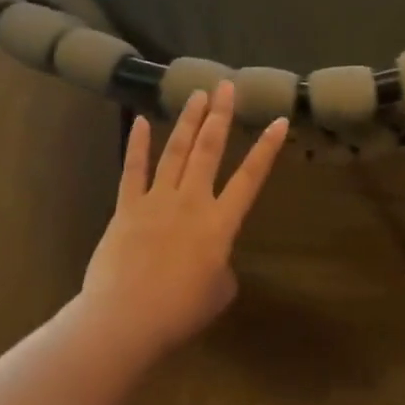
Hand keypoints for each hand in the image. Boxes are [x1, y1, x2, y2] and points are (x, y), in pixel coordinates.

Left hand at [79, 81, 285, 363]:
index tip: (278, 121)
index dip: (266, 149)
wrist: (127, 318)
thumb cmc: (181, 311)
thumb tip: (212, 257)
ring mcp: (156, 201)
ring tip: (197, 94)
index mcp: (221, 224)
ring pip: (175, 152)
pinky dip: (138, 145)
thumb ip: (222, 265)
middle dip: (220, 116)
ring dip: (188, 121)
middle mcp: (191, 202)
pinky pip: (132, 170)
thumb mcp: (219, 291)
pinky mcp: (126, 208)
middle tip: (226, 86)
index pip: (250, 178)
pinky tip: (142, 121)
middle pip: (209, 151)